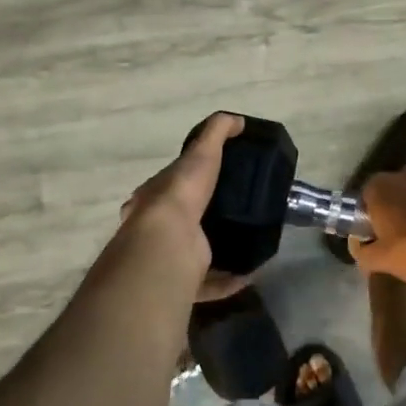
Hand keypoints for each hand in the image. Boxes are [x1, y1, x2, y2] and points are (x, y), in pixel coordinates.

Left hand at [116, 112, 248, 300]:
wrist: (167, 243)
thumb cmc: (180, 192)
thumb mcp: (201, 152)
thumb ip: (217, 132)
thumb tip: (238, 121)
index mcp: (154, 198)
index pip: (170, 186)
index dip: (190, 181)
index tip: (216, 181)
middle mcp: (156, 229)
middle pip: (182, 222)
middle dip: (205, 218)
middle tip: (237, 212)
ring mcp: (169, 258)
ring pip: (194, 254)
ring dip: (219, 250)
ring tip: (248, 240)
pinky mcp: (184, 283)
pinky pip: (210, 283)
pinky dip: (230, 279)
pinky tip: (251, 270)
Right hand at [350, 168, 405, 291]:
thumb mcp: (381, 261)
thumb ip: (362, 252)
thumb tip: (359, 246)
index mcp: (380, 186)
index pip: (365, 197)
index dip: (369, 216)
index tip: (375, 235)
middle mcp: (404, 174)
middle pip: (393, 193)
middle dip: (394, 210)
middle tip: (398, 236)